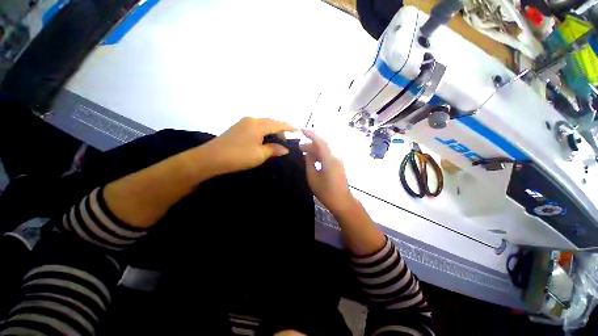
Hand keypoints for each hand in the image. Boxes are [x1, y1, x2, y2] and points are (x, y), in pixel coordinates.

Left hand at [198, 117, 295, 175]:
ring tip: (278, 141)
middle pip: (270, 122)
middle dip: (280, 130)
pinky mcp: (238, 128)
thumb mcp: (260, 154)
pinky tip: (265, 140)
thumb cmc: (239, 156)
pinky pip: (256, 127)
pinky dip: (264, 132)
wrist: (211, 158)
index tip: (298, 130)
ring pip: (263, 124)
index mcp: (258, 124)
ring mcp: (243, 123)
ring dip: (272, 131)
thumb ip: (274, 149)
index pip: (278, 124)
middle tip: (287, 140)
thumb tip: (285, 149)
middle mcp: (252, 120)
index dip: (289, 127)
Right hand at [301, 129, 354, 213]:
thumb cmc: (326, 192)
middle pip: (322, 146)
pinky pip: (327, 156)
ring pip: (324, 151)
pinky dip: (319, 155)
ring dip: (314, 150)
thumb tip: (307, 153)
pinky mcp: (338, 165)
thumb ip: (309, 163)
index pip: (320, 141)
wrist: (342, 202)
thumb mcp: (313, 178)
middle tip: (298, 147)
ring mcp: (338, 161)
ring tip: (303, 152)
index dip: (311, 134)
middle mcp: (335, 157)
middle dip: (310, 144)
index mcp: (329, 160)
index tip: (301, 130)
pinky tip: (312, 159)